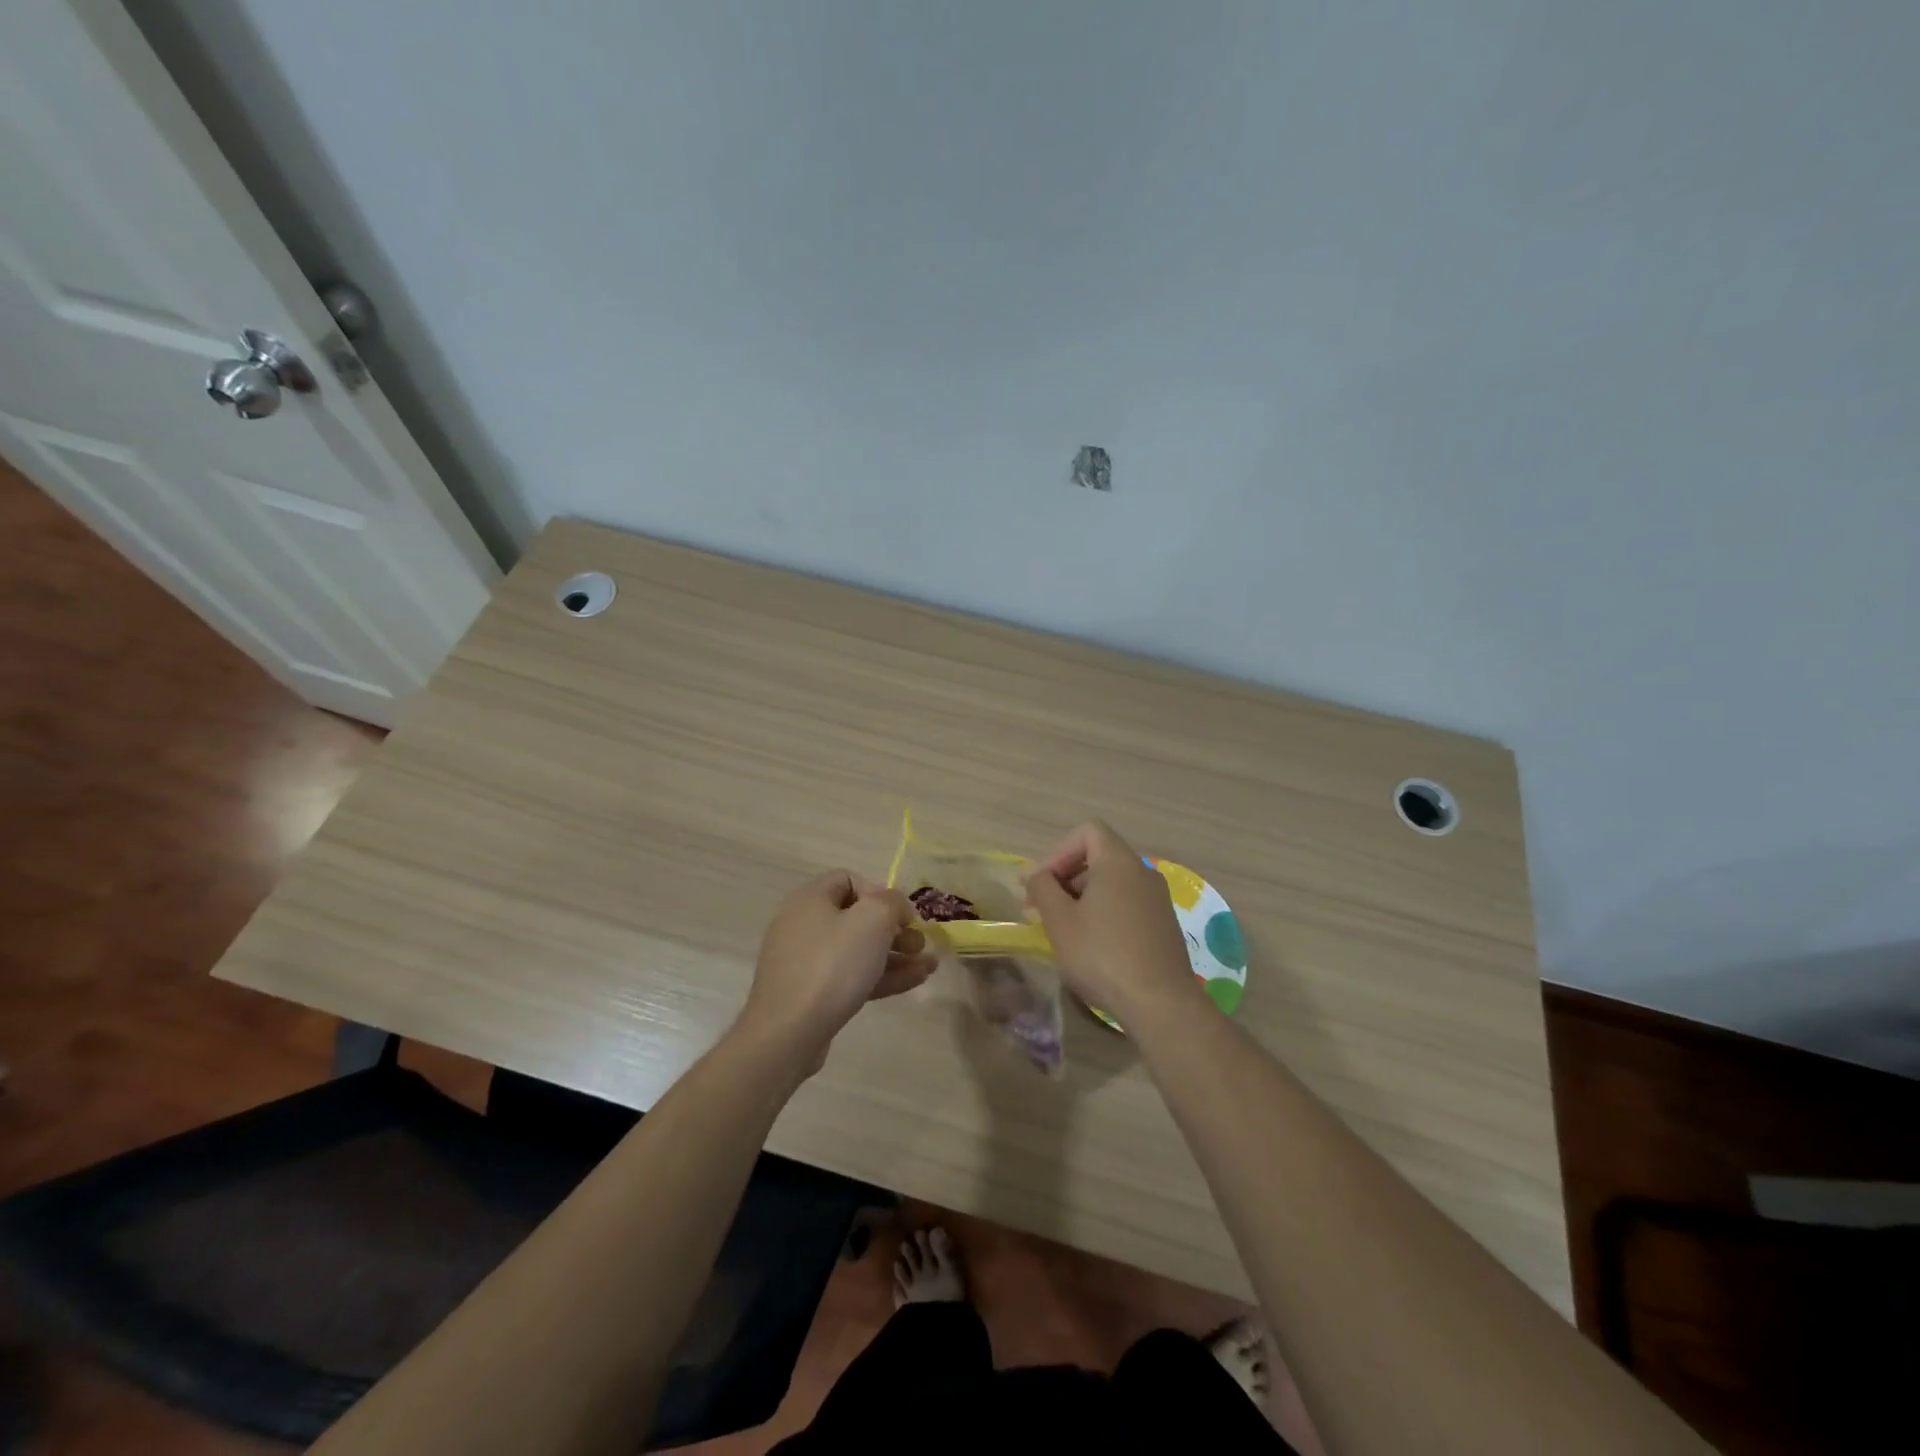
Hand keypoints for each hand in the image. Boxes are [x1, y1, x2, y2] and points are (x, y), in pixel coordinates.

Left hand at [736, 871, 936, 1072]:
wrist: (788, 1033)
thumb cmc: (832, 965)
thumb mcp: (872, 920)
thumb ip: (892, 902)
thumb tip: (896, 906)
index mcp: (810, 899)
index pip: (849, 880)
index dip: (880, 893)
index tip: (902, 916)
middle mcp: (803, 925)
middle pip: (856, 917)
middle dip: (894, 929)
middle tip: (920, 944)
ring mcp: (805, 962)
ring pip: (857, 950)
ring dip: (895, 955)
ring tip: (929, 965)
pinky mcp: (811, 994)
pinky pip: (851, 976)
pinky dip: (881, 975)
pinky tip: (915, 981)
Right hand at [1025, 821, 1199, 1027]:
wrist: (1160, 1003)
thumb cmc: (1102, 955)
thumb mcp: (1059, 921)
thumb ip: (1042, 888)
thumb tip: (1033, 873)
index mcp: (1119, 862)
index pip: (1087, 832)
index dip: (1058, 852)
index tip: (1041, 884)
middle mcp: (1143, 871)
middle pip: (1099, 856)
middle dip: (1066, 876)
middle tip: (1042, 908)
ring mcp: (1158, 899)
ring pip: (1113, 882)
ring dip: (1083, 897)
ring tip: (1064, 929)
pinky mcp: (1164, 924)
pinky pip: (1128, 903)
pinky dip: (1105, 912)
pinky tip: (1093, 945)